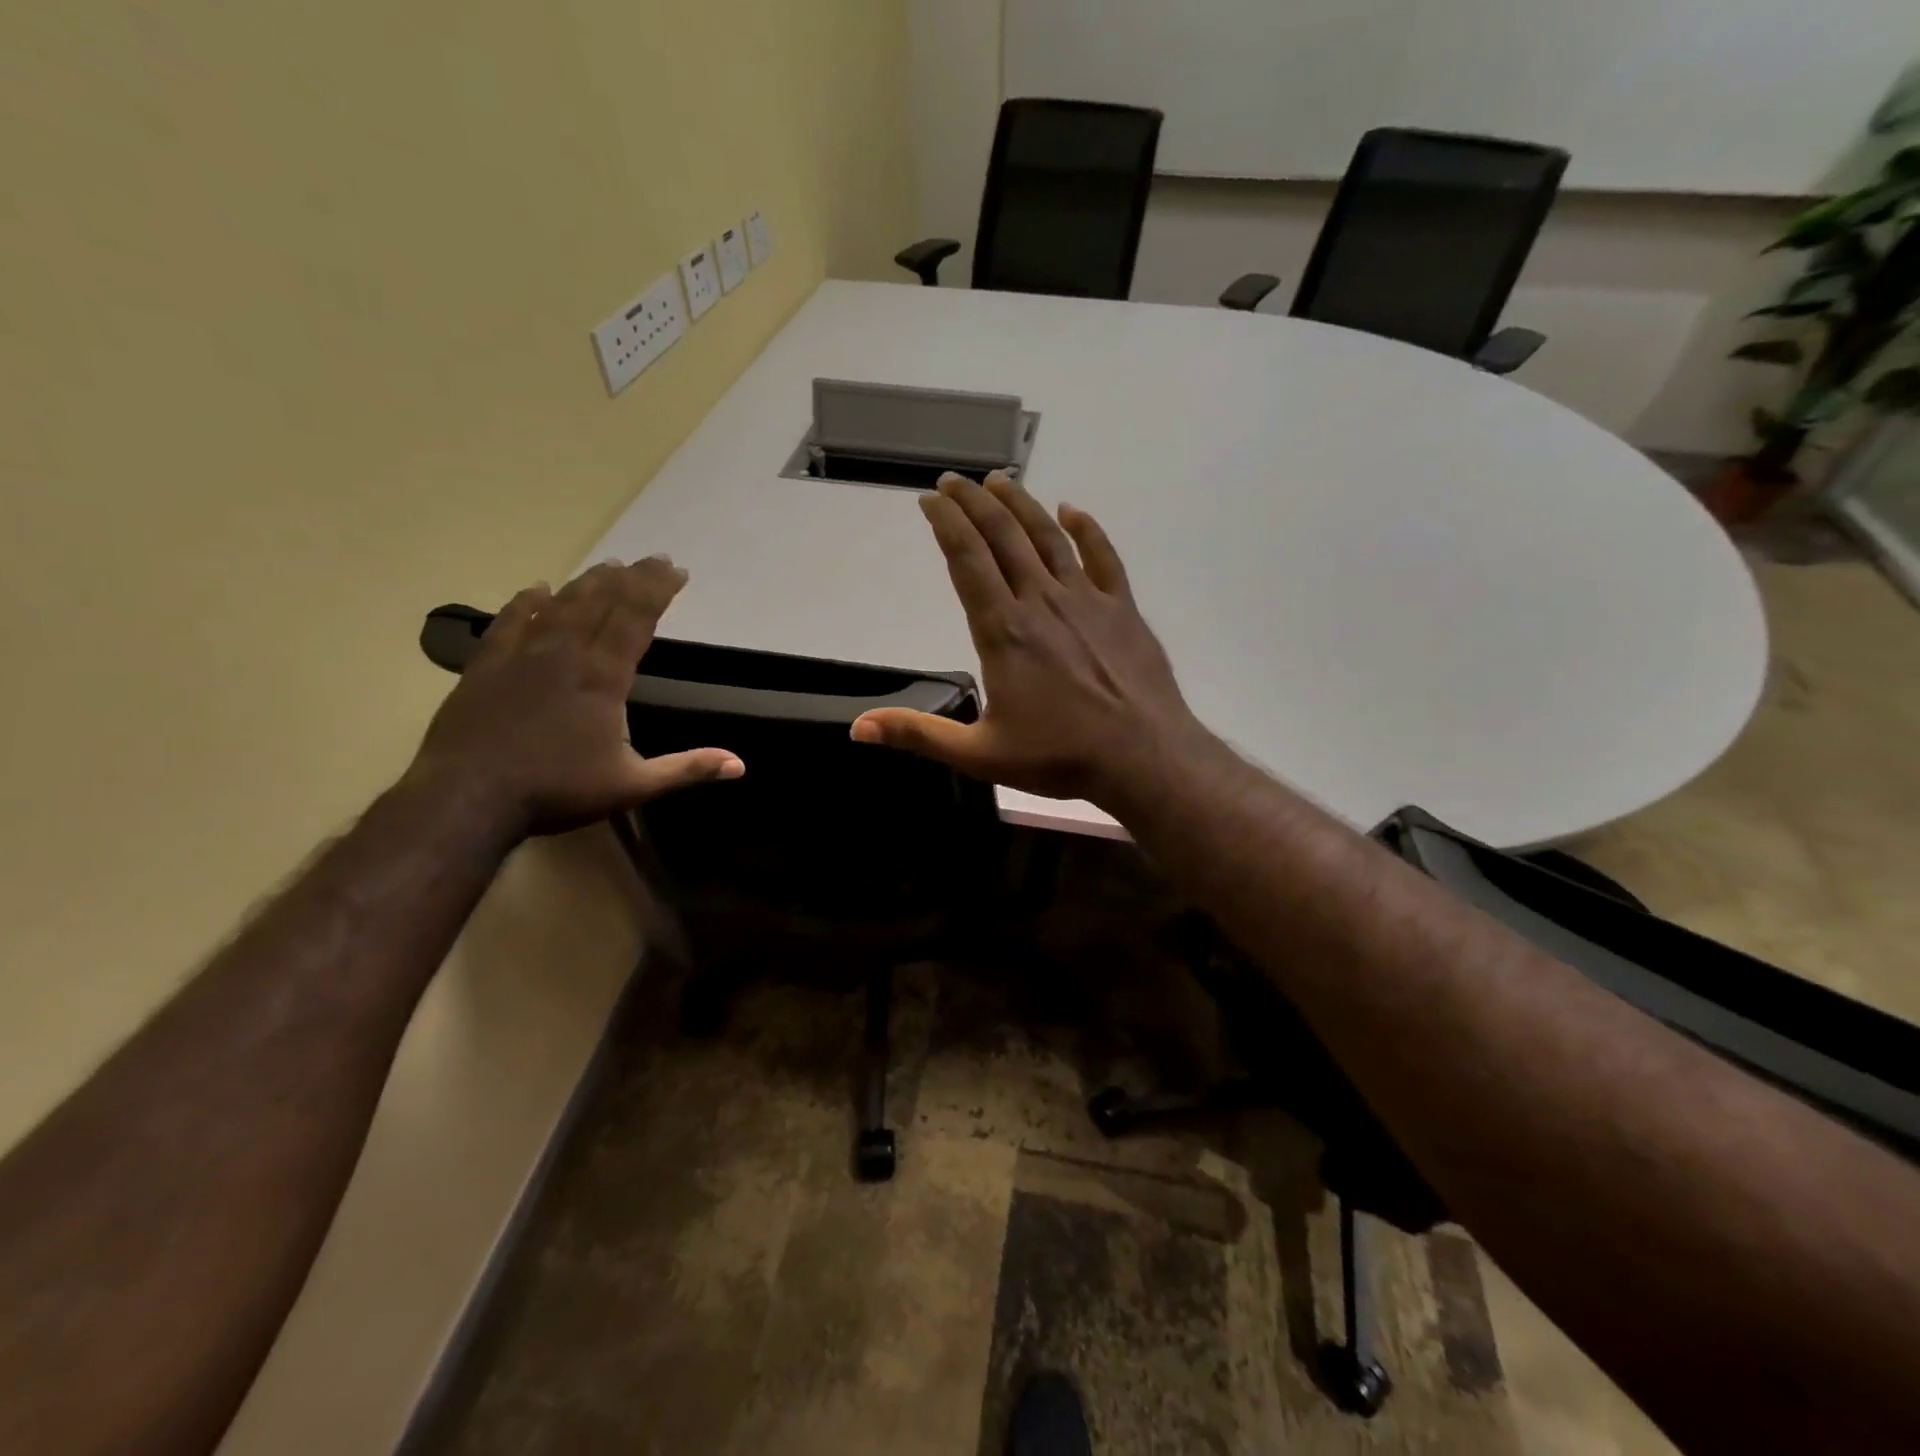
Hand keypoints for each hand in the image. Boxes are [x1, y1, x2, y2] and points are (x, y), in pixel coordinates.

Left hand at [408, 557, 741, 838]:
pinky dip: (526, 602)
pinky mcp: (486, 666)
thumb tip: (740, 765)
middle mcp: (565, 655)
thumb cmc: (556, 791)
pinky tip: (536, 588)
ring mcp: (522, 656)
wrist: (466, 797)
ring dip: (587, 583)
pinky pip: (510, 621)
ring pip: (560, 606)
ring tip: (608, 566)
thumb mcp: (632, 785)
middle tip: (653, 559)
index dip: (657, 591)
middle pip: (603, 603)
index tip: (677, 571)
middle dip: (632, 578)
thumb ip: (686, 769)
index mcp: (603, 679)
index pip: (636, 620)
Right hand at [851, 471, 1212, 805]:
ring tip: (999, 481)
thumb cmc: (1060, 756)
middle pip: (1003, 536)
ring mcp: (1087, 600)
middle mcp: (1041, 601)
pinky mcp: (1122, 608)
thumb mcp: (980, 754)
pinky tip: (1072, 510)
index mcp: (1003, 630)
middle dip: (974, 503)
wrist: (1143, 757)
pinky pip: (1102, 556)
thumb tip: (858, 728)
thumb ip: (919, 735)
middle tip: (954, 481)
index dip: (946, 524)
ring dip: (1021, 505)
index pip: (967, 560)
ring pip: (1048, 537)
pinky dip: (1086, 529)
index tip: (930, 499)